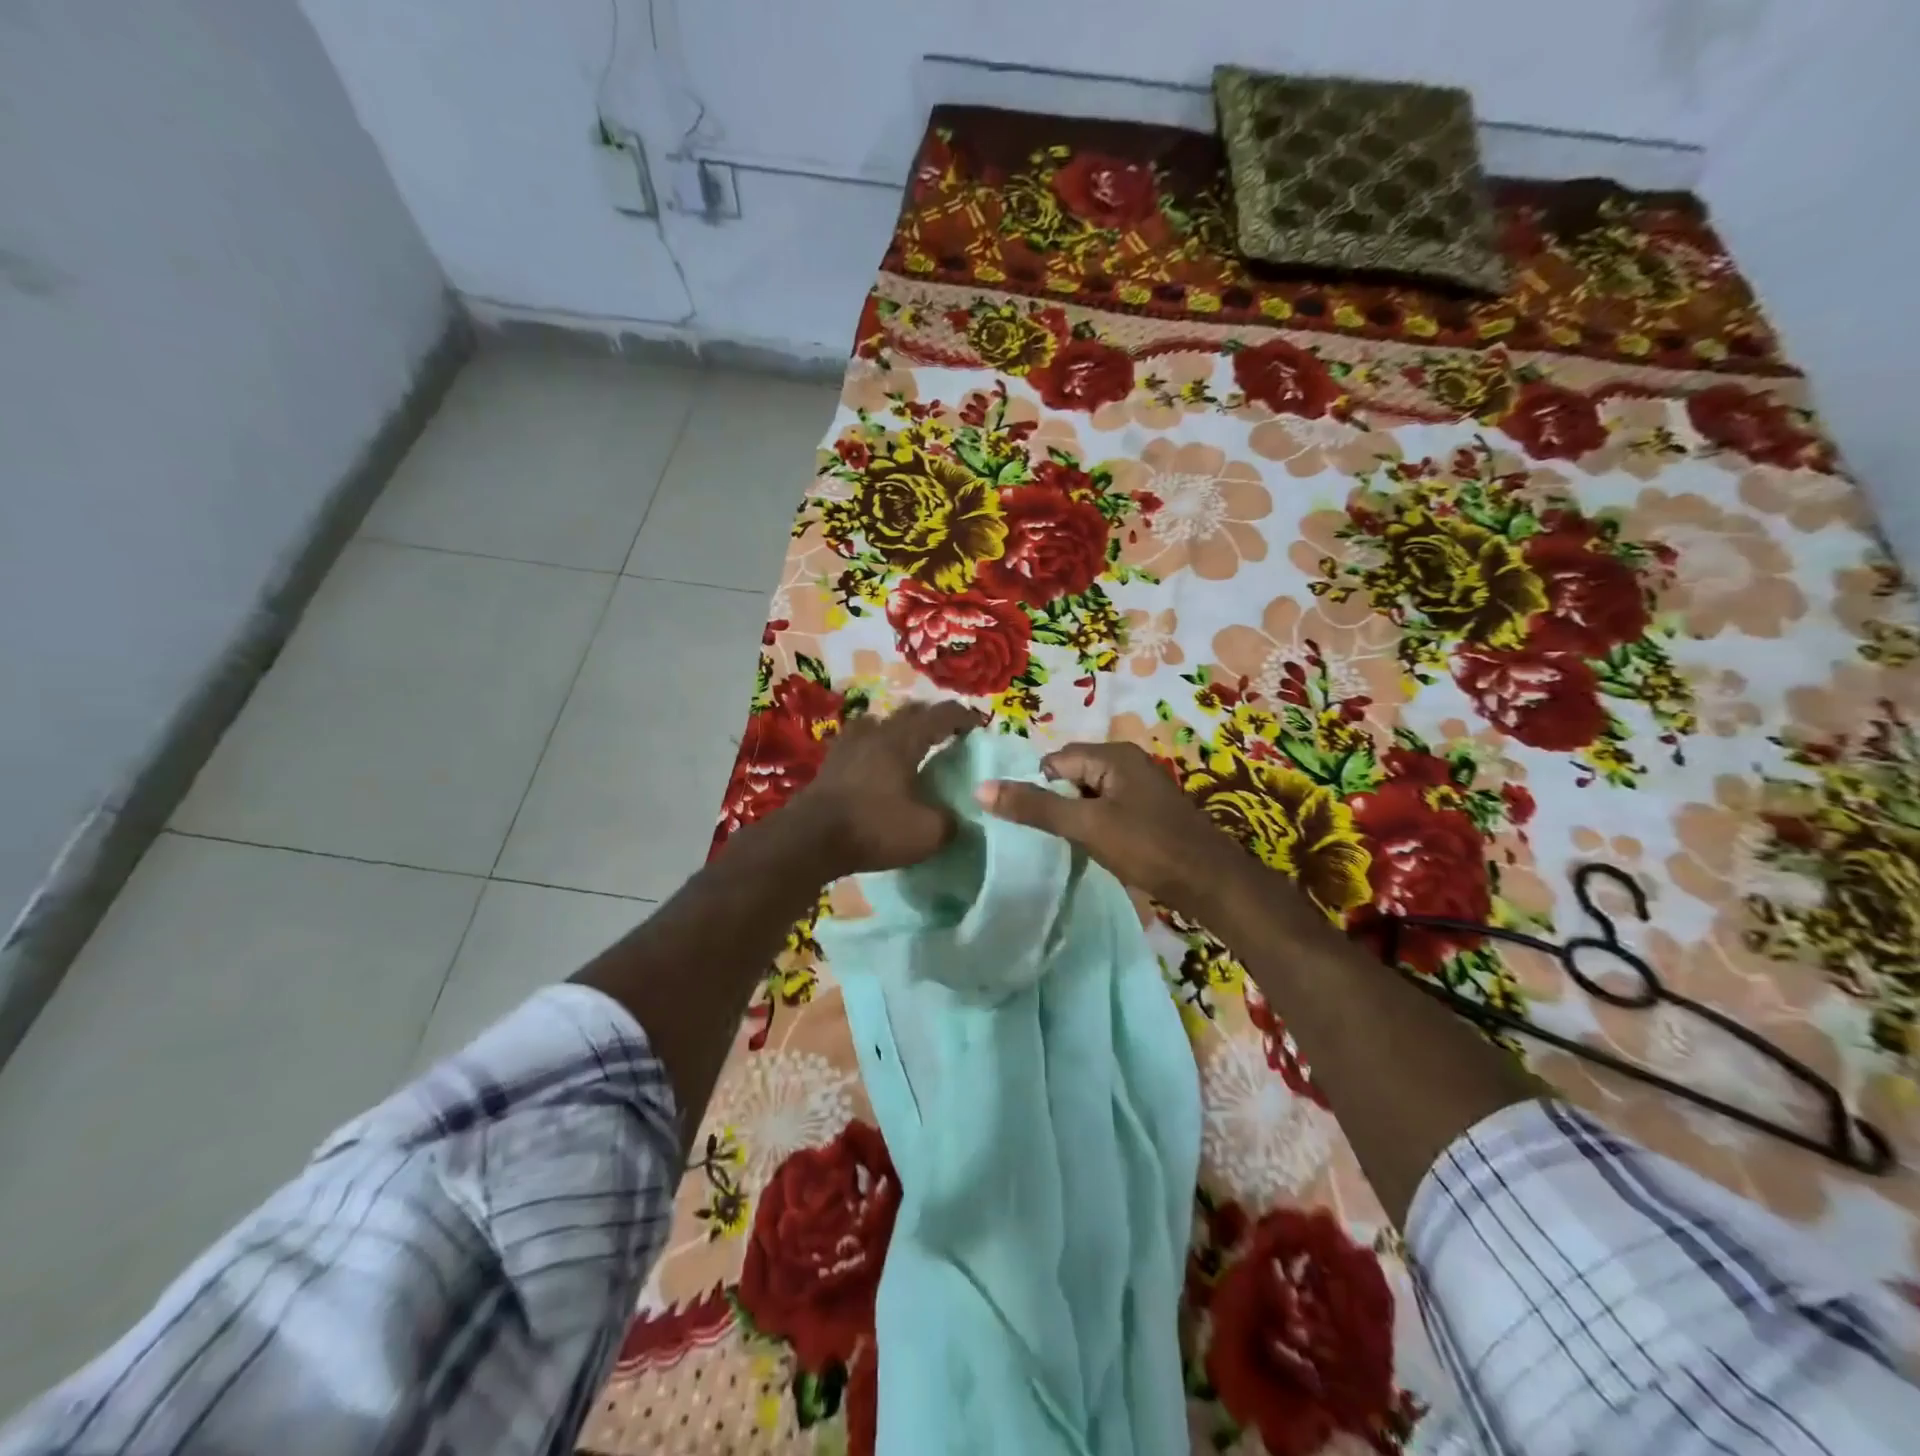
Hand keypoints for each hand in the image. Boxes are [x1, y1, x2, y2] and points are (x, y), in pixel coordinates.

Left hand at [785, 699, 981, 877]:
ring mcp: (847, 747)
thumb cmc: (874, 828)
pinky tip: (873, 766)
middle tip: (945, 733)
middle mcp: (875, 734)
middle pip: (907, 713)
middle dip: (929, 718)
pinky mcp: (828, 766)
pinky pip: (856, 744)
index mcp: (903, 741)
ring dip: (895, 728)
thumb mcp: (928, 833)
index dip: (962, 717)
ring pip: (876, 723)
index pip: (940, 716)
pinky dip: (871, 747)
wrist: (810, 841)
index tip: (977, 724)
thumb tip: (958, 818)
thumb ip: (950, 821)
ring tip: (905, 745)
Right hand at [975, 741, 1243, 913]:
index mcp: (1113, 755)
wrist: (1211, 883)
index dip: (1041, 790)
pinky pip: (1107, 809)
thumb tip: (982, 788)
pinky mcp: (1148, 811)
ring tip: (1072, 845)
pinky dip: (1096, 826)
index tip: (1037, 824)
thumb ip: (1035, 806)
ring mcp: (1140, 787)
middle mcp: (1127, 762)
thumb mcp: (1086, 825)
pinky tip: (1096, 849)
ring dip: (1076, 817)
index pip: (1055, 761)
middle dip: (1058, 803)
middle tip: (1054, 836)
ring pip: (1089, 795)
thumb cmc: (1147, 847)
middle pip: (1072, 775)